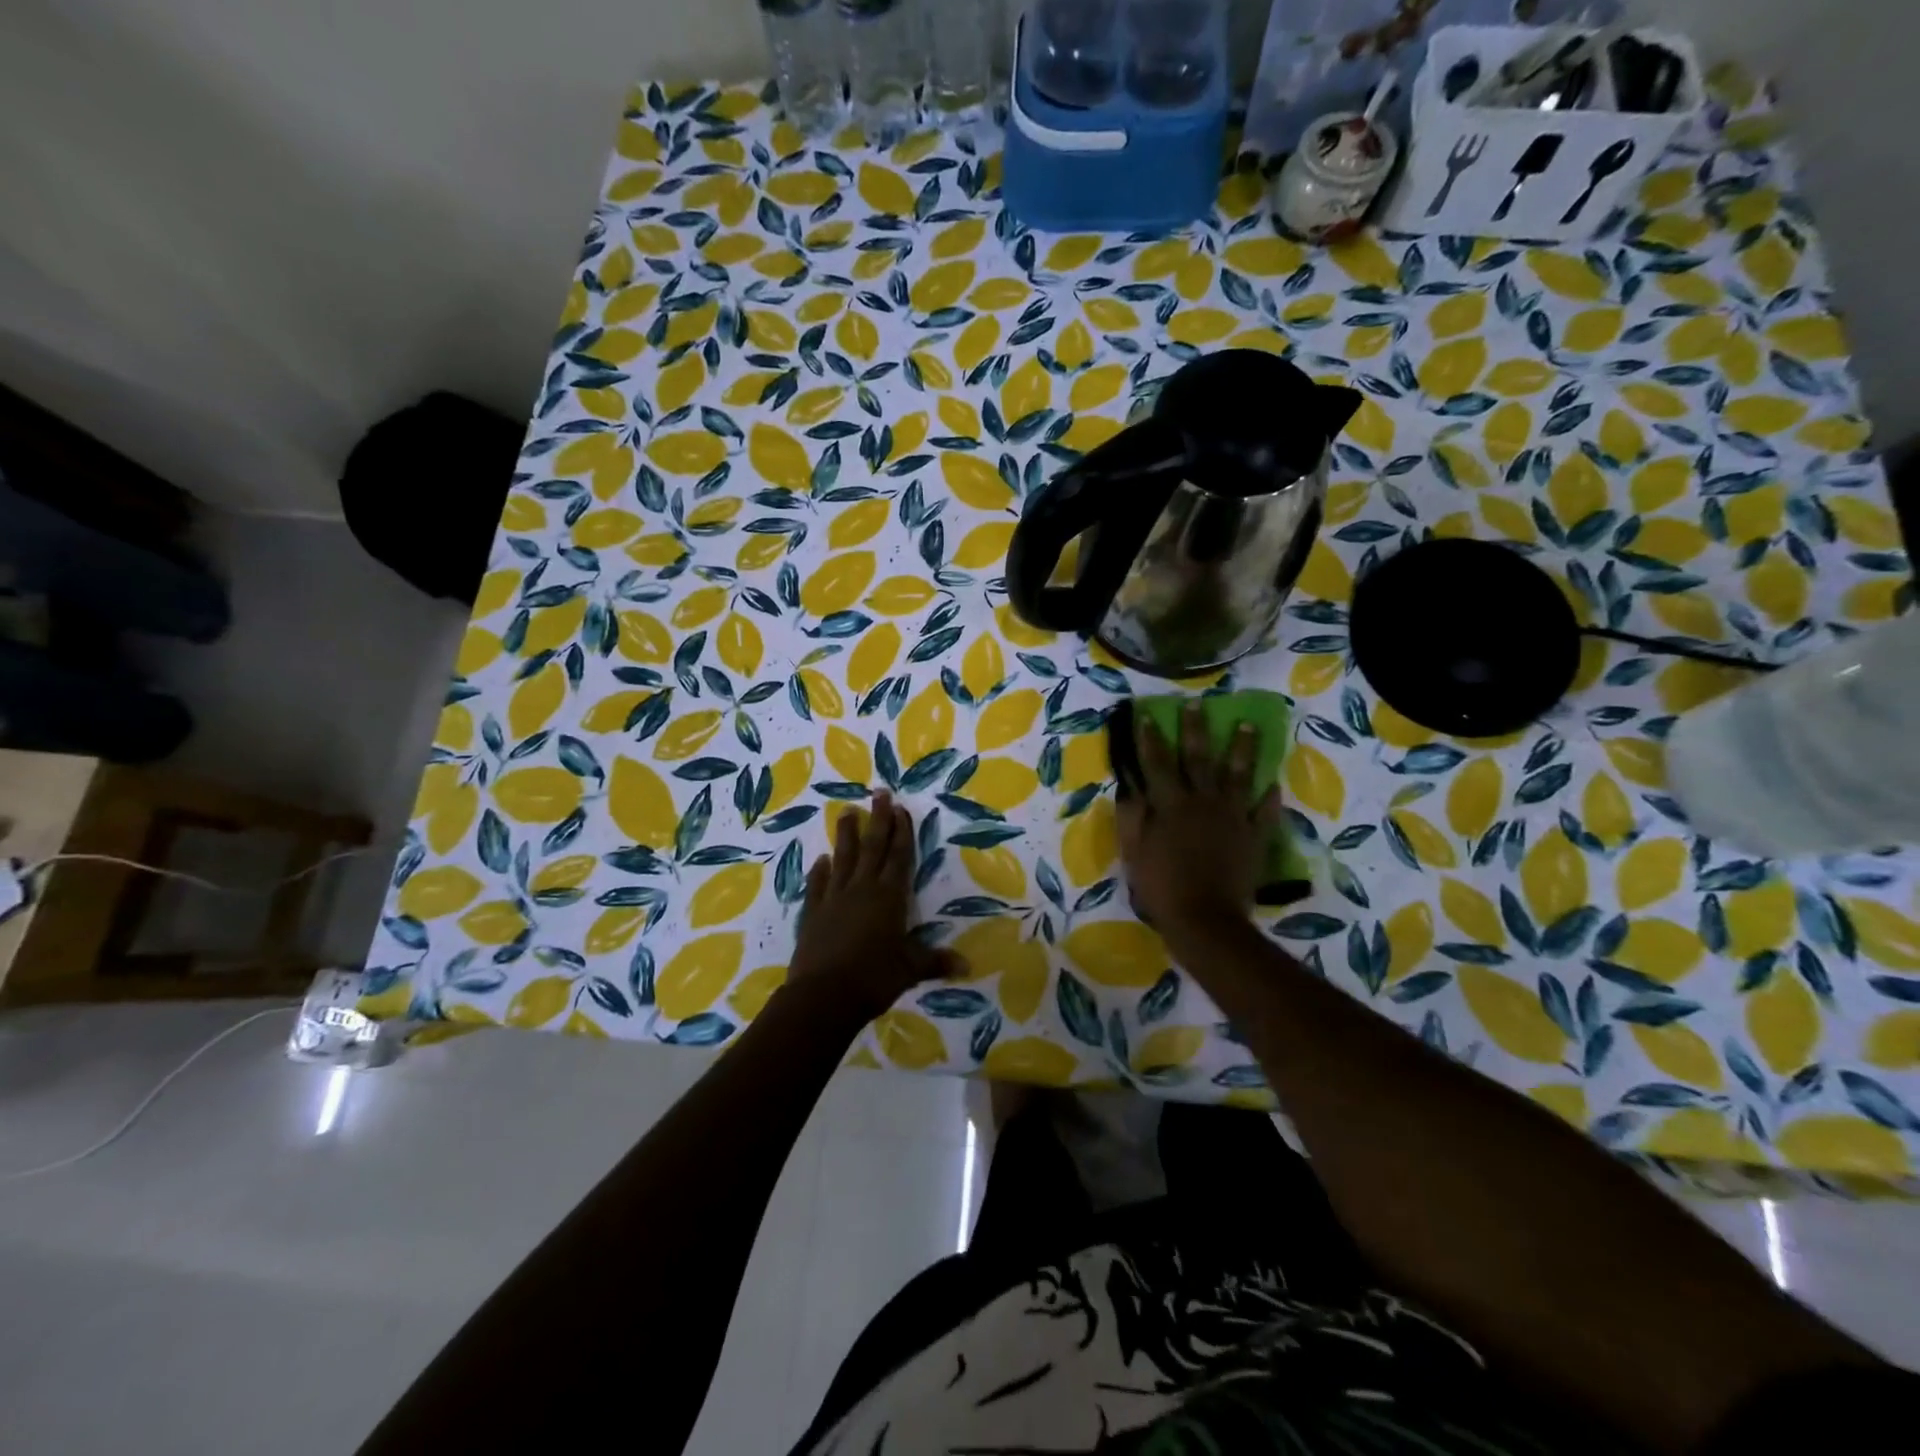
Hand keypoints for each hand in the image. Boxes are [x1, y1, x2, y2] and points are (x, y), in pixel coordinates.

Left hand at [788, 791, 956, 1021]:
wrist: (823, 996)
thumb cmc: (874, 978)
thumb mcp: (910, 970)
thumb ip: (935, 961)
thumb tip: (966, 965)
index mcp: (889, 897)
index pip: (898, 856)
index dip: (902, 831)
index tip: (901, 808)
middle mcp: (862, 889)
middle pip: (872, 847)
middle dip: (878, 819)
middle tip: (879, 793)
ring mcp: (834, 898)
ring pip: (842, 858)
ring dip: (846, 835)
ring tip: (846, 811)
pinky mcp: (813, 912)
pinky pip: (818, 885)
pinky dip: (820, 871)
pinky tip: (821, 860)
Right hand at [1115, 701, 1278, 942]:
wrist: (1205, 919)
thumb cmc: (1161, 886)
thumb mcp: (1134, 851)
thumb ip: (1132, 817)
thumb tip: (1130, 787)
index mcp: (1171, 804)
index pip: (1158, 763)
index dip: (1151, 738)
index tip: (1147, 715)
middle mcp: (1203, 802)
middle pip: (1199, 759)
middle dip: (1196, 729)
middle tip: (1199, 704)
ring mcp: (1233, 817)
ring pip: (1238, 776)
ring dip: (1242, 749)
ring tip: (1248, 726)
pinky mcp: (1254, 837)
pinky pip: (1264, 812)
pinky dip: (1269, 797)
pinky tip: (1273, 784)